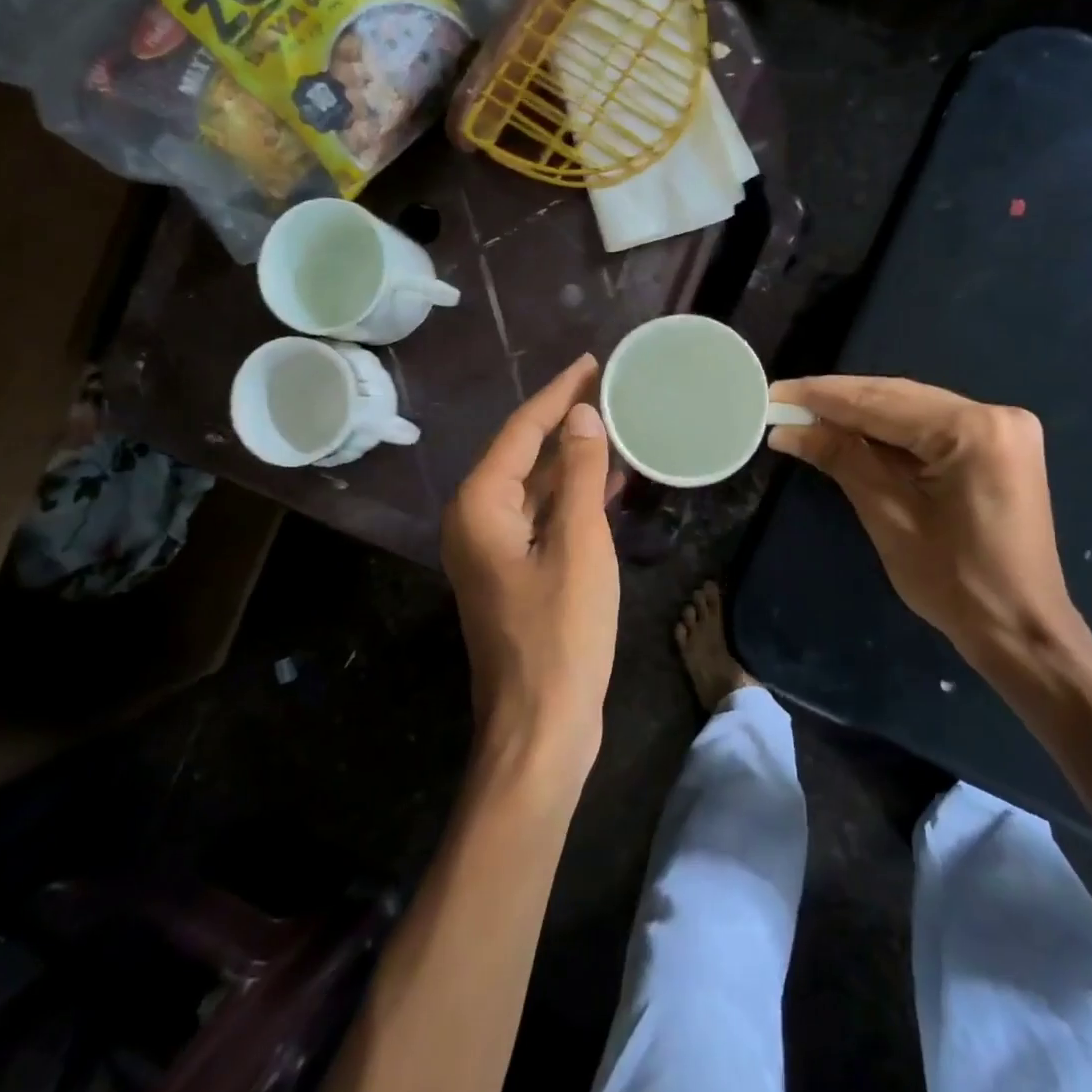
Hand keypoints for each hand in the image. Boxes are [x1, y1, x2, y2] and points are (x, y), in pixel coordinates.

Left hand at [442, 355, 619, 777]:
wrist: (540, 727)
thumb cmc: (560, 634)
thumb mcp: (579, 545)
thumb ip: (579, 475)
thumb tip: (582, 416)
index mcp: (481, 506)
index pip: (522, 431)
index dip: (558, 394)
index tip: (592, 363)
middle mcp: (477, 520)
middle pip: (524, 453)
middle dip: (565, 420)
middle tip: (609, 388)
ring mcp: (494, 549)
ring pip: (535, 486)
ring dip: (573, 458)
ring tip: (615, 424)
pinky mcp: (515, 572)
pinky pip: (543, 516)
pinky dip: (573, 496)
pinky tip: (608, 482)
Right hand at [767, 376, 1091, 679]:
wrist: (1020, 630)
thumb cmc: (954, 583)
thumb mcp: (888, 516)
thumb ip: (842, 459)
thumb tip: (787, 429)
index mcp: (973, 430)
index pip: (880, 402)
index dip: (821, 397)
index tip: (774, 392)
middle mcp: (994, 414)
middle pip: (897, 397)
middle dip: (837, 401)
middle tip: (782, 401)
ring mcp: (1001, 428)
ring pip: (912, 409)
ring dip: (859, 415)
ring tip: (805, 415)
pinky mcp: (998, 446)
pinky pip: (930, 427)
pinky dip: (889, 432)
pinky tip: (850, 433)